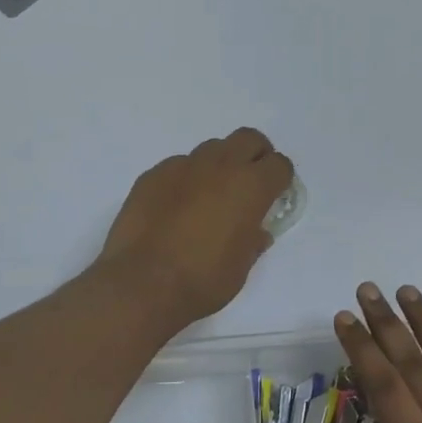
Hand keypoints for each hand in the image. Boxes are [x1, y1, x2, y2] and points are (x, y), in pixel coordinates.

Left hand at [97, 128, 293, 327]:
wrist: (141, 284)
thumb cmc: (202, 281)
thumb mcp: (241, 268)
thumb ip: (252, 241)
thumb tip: (255, 231)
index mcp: (250, 187)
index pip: (279, 165)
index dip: (280, 180)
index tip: (274, 196)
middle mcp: (220, 166)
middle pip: (248, 138)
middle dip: (255, 155)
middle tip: (249, 183)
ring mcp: (183, 166)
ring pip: (211, 149)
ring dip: (219, 165)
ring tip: (210, 196)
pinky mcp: (153, 175)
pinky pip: (178, 166)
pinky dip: (186, 179)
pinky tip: (176, 207)